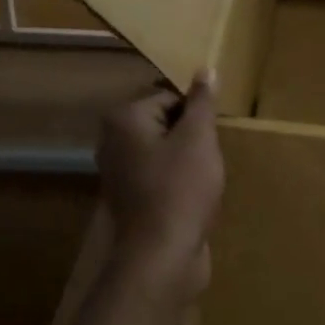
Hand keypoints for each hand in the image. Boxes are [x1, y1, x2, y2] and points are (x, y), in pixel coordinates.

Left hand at [96, 71, 224, 295]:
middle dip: (190, 134)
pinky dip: (178, 179)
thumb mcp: (199, 138)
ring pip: (163, 150)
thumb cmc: (181, 188)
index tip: (213, 132)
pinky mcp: (131, 199)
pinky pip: (160, 175)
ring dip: (187, 158)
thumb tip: (204, 69)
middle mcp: (112, 142)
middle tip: (211, 153)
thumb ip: (202, 102)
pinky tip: (196, 193)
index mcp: (123, 119)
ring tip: (206, 173)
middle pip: (163, 123)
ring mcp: (118, 173)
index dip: (196, 113)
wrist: (162, 255)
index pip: (168, 97)